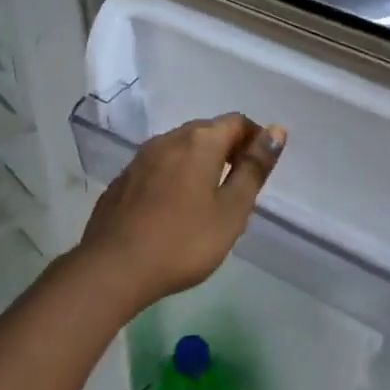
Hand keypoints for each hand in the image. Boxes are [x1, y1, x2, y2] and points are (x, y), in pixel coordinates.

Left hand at [72, 114, 286, 314]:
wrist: (113, 267)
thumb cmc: (184, 241)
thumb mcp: (231, 210)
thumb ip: (254, 169)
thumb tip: (276, 130)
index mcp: (199, 142)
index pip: (236, 122)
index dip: (255, 138)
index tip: (261, 167)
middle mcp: (167, 139)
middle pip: (206, 131)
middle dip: (227, 148)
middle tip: (240, 184)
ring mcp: (140, 159)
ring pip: (179, 148)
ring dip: (199, 162)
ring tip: (209, 197)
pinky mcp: (122, 180)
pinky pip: (158, 167)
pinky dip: (174, 176)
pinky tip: (174, 208)